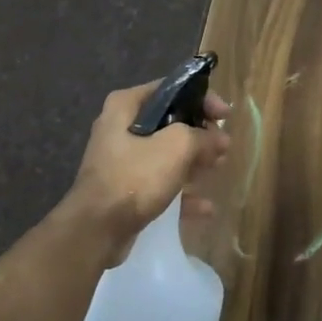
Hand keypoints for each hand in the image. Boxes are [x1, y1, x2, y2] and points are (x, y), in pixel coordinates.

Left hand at [64, 80, 232, 260]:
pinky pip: (160, 184)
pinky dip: (182, 193)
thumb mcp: (176, 147)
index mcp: (125, 106)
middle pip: (170, 122)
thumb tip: (220, 138)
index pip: (171, 89)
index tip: (225, 115)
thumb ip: (203, 136)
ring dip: (194, 162)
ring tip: (217, 169)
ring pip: (167, 154)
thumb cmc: (135, 177)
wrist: (96, 231)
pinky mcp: (125, 190)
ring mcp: (122, 161)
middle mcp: (120, 128)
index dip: (202, 99)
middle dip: (200, 134)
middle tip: (222, 146)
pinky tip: (205, 208)